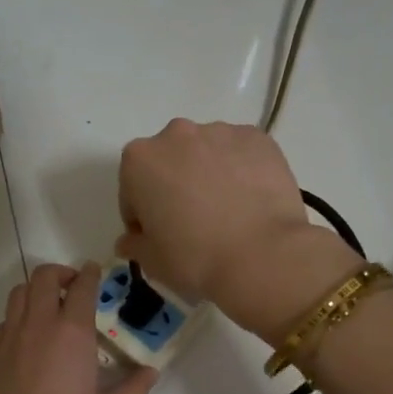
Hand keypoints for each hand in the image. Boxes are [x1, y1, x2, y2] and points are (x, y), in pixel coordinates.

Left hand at [0, 263, 155, 393]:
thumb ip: (133, 388)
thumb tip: (151, 373)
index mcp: (72, 334)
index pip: (82, 288)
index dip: (90, 275)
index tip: (95, 271)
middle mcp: (39, 326)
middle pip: (44, 278)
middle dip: (61, 274)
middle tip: (74, 287)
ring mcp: (11, 339)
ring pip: (19, 294)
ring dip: (37, 290)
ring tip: (51, 306)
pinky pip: (6, 321)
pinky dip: (20, 316)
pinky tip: (31, 337)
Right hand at [117, 120, 359, 341]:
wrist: (262, 255)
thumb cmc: (195, 258)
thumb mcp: (152, 261)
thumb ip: (134, 244)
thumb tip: (130, 240)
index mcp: (139, 160)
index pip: (133, 190)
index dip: (143, 216)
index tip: (158, 237)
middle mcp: (176, 134)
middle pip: (169, 162)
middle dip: (175, 186)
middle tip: (193, 222)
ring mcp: (220, 132)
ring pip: (206, 154)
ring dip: (208, 175)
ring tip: (228, 212)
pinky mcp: (258, 138)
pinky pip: (241, 154)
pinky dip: (241, 171)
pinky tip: (251, 202)